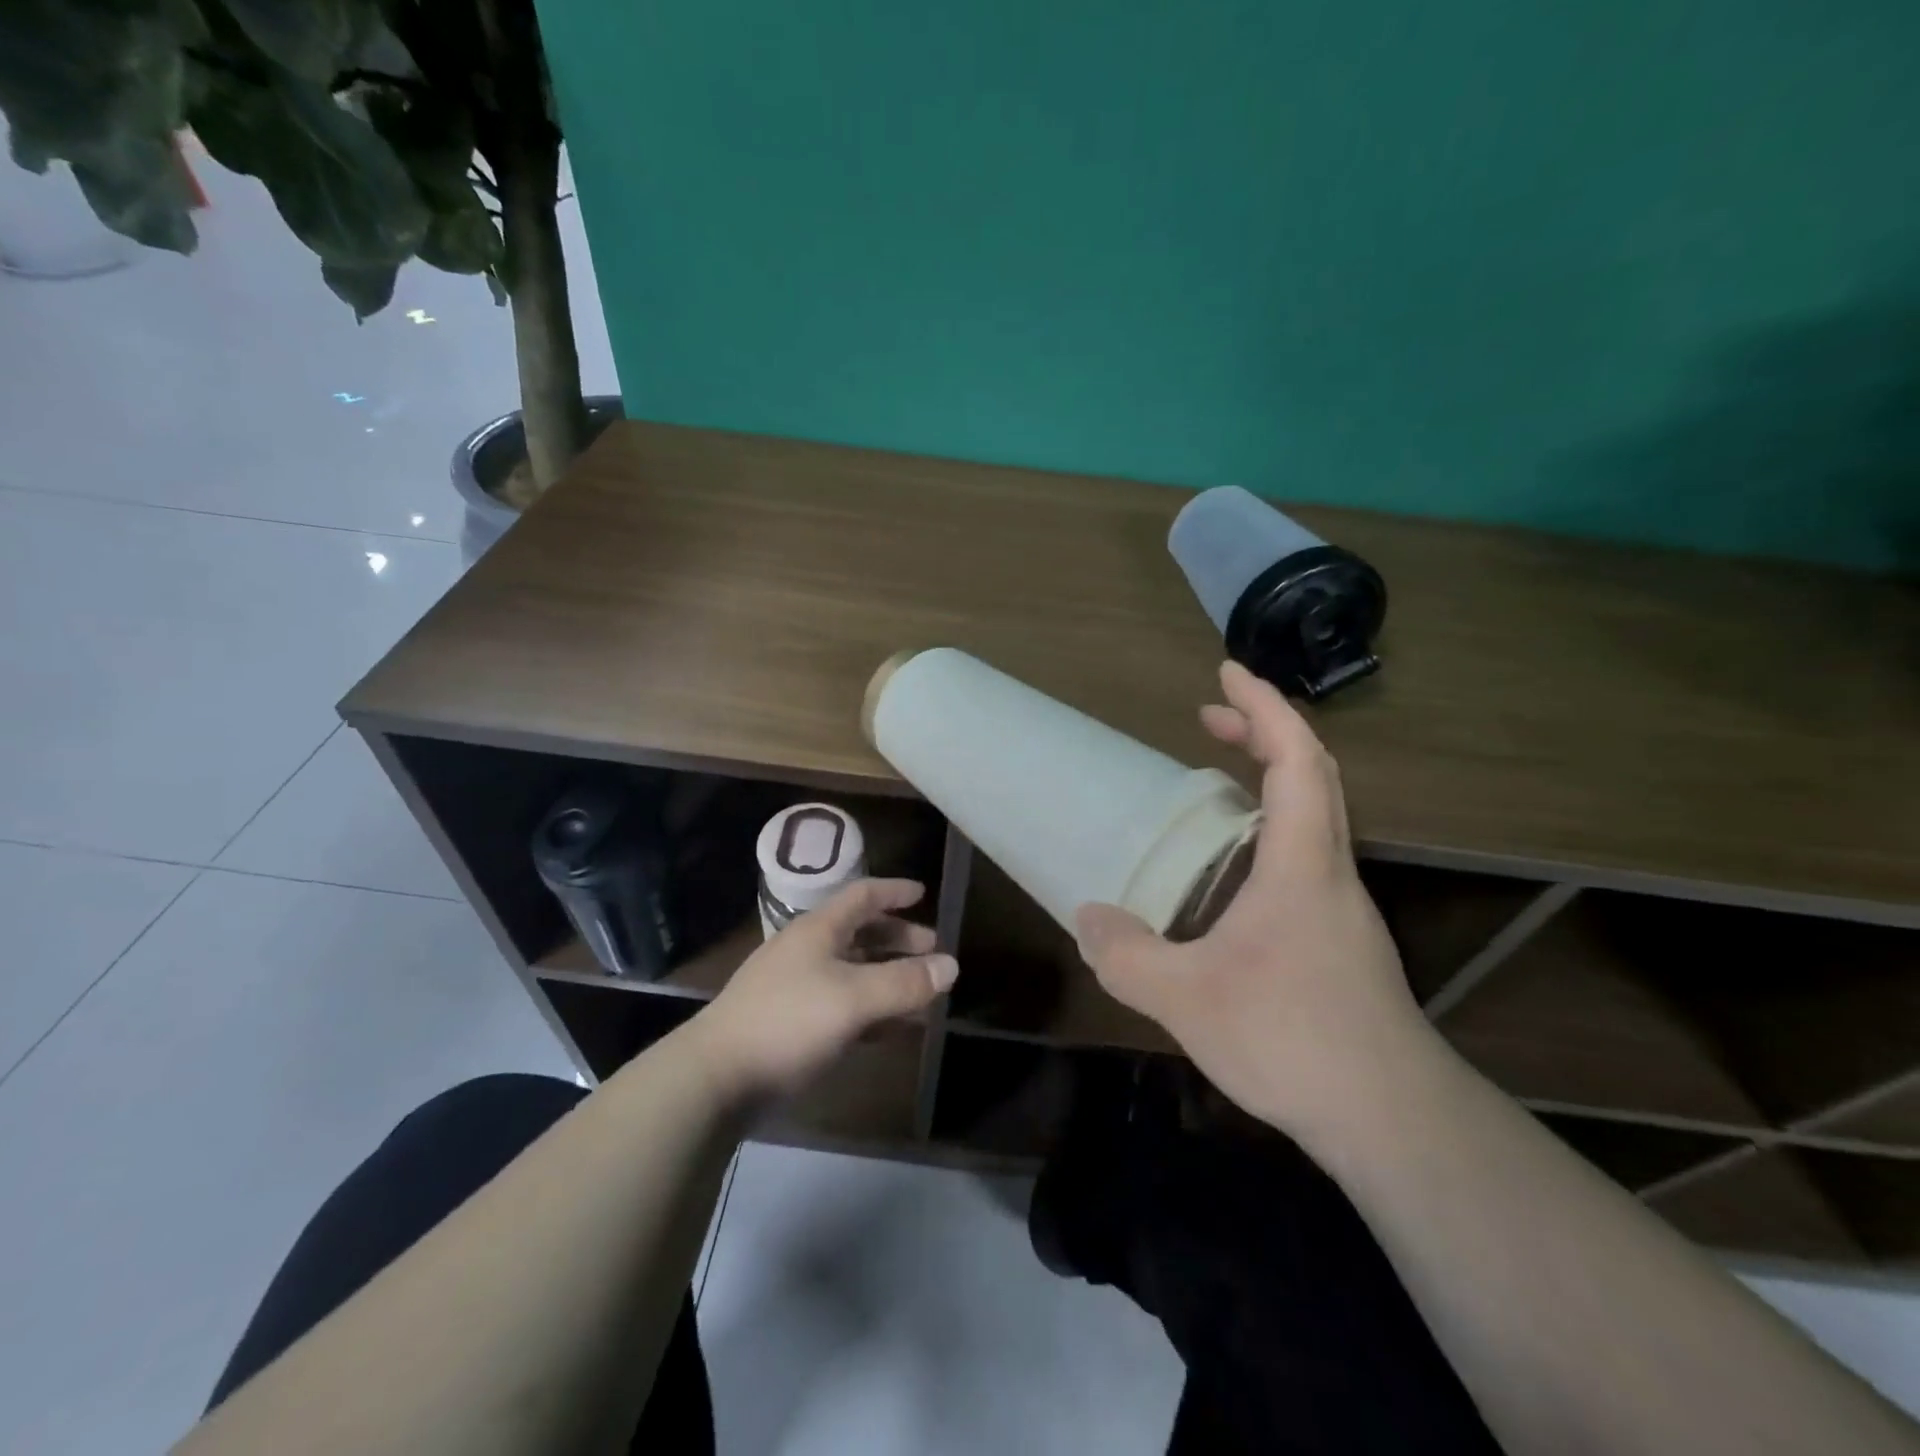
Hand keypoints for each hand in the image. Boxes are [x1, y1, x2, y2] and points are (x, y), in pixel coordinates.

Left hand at [696, 878, 956, 1105]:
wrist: (716, 1077)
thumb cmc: (788, 1021)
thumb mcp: (853, 998)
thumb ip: (904, 982)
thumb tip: (952, 965)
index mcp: (818, 930)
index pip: (862, 896)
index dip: (894, 891)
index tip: (923, 893)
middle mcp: (807, 951)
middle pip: (860, 933)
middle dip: (898, 940)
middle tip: (932, 951)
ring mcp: (796, 987)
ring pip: (853, 971)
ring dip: (888, 978)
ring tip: (921, 994)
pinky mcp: (791, 1023)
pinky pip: (842, 1005)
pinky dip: (871, 1010)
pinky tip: (891, 1029)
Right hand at [1075, 661, 1440, 1139]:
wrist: (1391, 1118)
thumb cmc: (1292, 1039)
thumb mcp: (1185, 998)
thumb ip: (1128, 956)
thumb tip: (1089, 920)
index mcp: (1301, 863)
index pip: (1297, 759)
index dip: (1264, 707)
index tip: (1227, 673)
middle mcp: (1329, 871)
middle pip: (1314, 775)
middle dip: (1264, 731)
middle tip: (1208, 717)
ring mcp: (1341, 907)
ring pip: (1315, 816)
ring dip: (1272, 779)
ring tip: (1215, 782)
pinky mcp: (1340, 940)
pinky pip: (1305, 857)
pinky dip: (1270, 831)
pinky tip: (1229, 874)